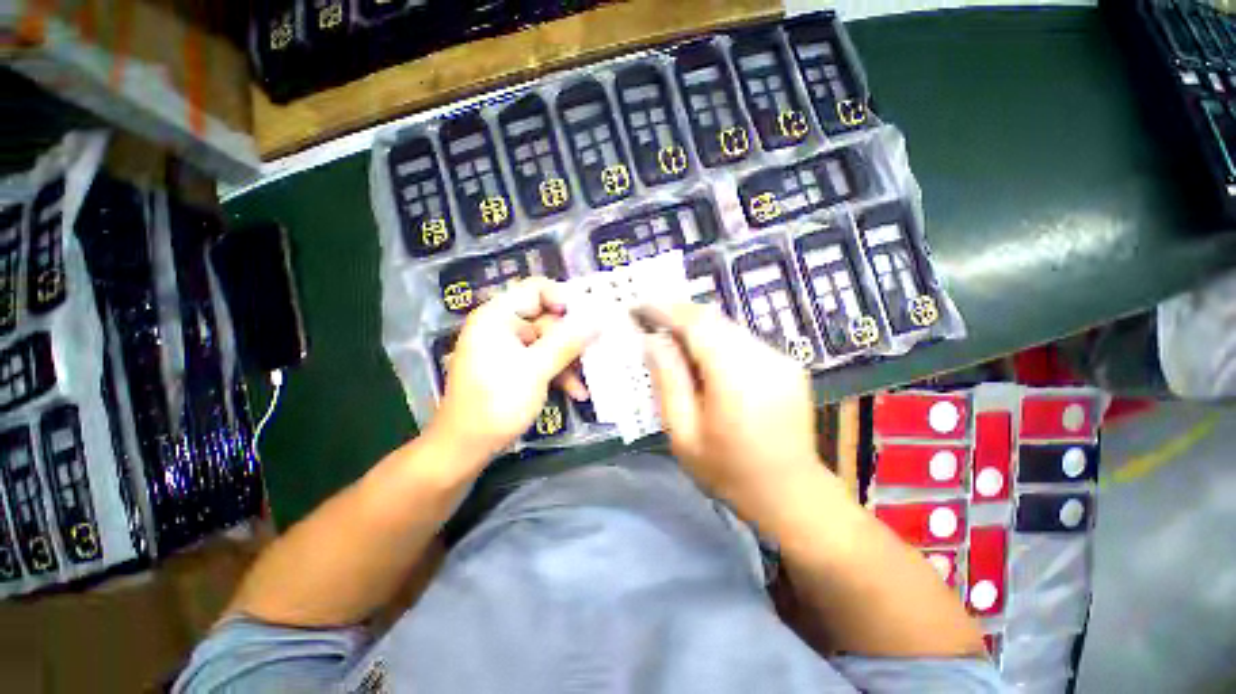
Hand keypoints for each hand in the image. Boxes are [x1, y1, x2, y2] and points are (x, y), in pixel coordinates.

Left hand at [430, 278, 596, 464]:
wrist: (464, 448)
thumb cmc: (497, 403)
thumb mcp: (536, 370)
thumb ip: (567, 342)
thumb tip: (597, 319)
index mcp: (497, 316)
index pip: (536, 289)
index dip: (565, 300)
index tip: (588, 320)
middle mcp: (501, 326)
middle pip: (547, 319)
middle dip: (571, 340)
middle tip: (595, 353)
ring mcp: (507, 348)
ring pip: (548, 343)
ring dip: (568, 361)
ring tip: (587, 380)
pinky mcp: (513, 367)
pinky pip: (541, 360)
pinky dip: (558, 373)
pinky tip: (576, 392)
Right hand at [640, 303, 823, 520]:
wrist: (790, 493)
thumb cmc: (728, 470)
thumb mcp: (683, 433)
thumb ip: (668, 381)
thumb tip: (653, 340)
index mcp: (736, 378)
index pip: (698, 324)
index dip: (666, 310)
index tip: (640, 306)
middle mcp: (764, 359)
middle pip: (714, 320)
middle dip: (679, 316)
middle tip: (651, 323)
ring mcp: (781, 359)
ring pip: (729, 327)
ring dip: (698, 329)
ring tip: (673, 342)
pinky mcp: (788, 364)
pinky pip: (743, 340)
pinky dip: (718, 341)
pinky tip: (705, 360)